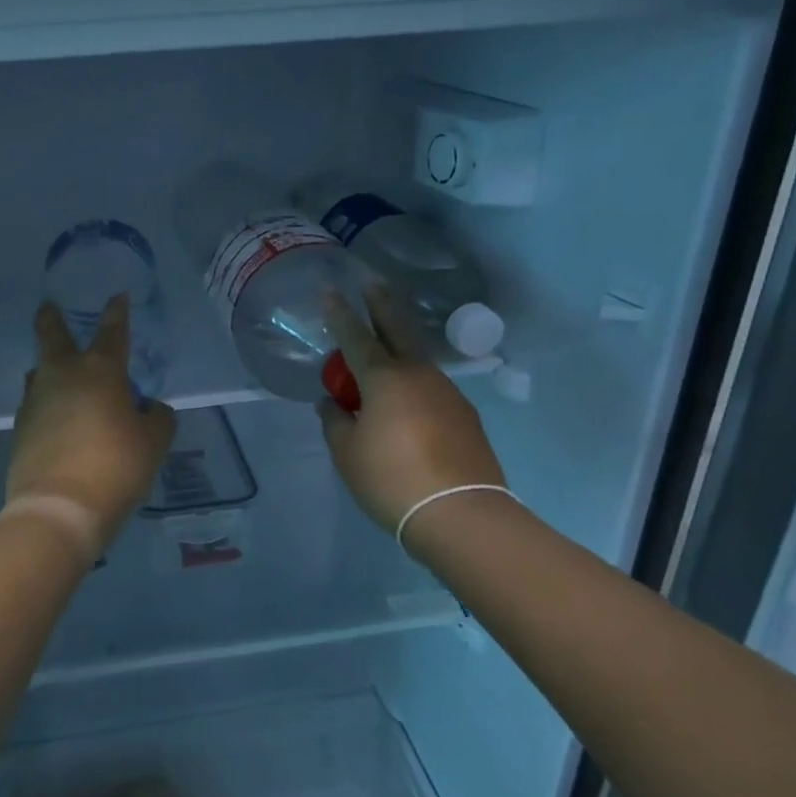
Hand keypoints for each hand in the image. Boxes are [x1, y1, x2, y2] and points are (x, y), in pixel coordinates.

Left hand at [7, 295, 175, 552]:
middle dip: (51, 318)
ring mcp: (35, 401)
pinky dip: (46, 403)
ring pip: (39, 371)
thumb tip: (150, 408)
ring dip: (48, 367)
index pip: (112, 331)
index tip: (117, 296)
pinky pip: (35, 404)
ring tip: (58, 374)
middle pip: (52, 335)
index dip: (117, 312)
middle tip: (48, 306)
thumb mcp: (154, 443)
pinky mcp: (20, 428)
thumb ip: (157, 418)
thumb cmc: (116, 466)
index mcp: (101, 371)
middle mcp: (63, 376)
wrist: (60, 508)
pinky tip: (55, 418)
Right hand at [317, 285, 506, 534]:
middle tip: (373, 283)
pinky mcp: (465, 415)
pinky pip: (431, 388)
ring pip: (417, 360)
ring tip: (383, 355)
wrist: (460, 513)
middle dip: (382, 305)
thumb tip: (332, 404)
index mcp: (384, 379)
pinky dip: (414, 384)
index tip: (330, 290)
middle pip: (398, 329)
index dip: (339, 314)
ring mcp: (447, 392)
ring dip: (399, 349)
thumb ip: (335, 422)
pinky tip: (407, 403)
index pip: (355, 337)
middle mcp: (418, 375)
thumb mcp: (347, 453)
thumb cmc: (391, 479)